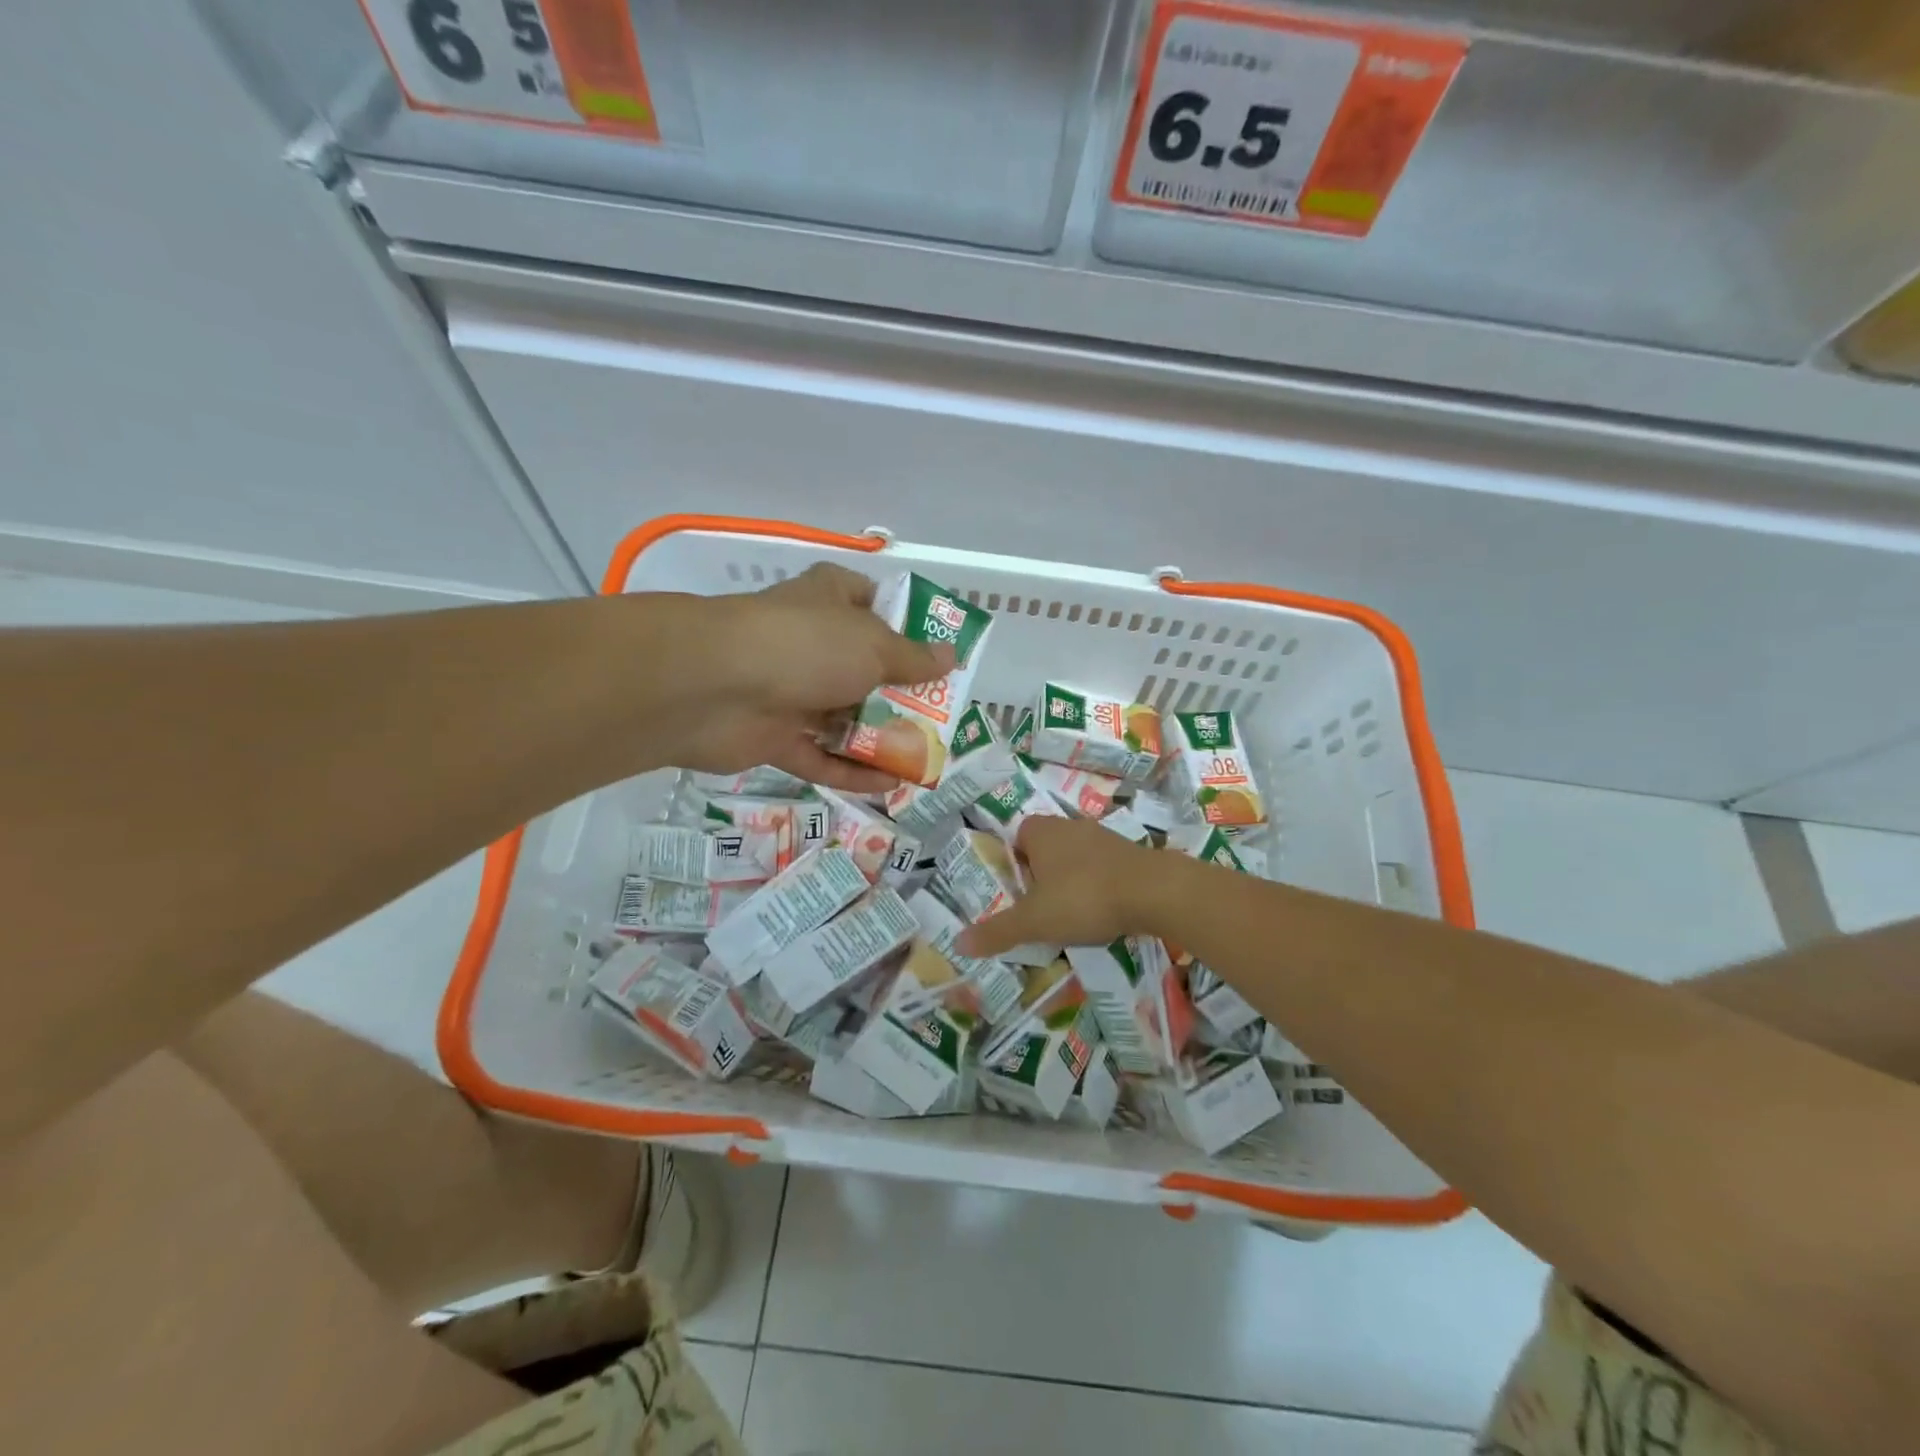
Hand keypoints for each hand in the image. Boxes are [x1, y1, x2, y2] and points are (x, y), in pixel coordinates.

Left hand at [667, 564, 952, 792]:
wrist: (713, 686)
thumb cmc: (806, 646)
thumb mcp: (873, 646)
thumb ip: (913, 658)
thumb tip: (950, 656)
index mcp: (830, 601)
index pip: (874, 603)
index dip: (908, 626)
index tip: (941, 654)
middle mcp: (811, 642)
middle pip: (865, 668)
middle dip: (902, 693)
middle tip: (942, 718)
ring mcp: (790, 690)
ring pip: (844, 716)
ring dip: (880, 738)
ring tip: (925, 758)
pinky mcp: (774, 736)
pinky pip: (821, 756)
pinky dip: (851, 771)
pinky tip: (890, 786)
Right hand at [958, 816, 1169, 955]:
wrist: (1154, 891)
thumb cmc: (1083, 898)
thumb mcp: (1034, 921)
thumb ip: (997, 931)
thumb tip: (958, 944)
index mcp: (1041, 832)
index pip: (1017, 837)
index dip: (1014, 863)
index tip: (1017, 893)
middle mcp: (1070, 826)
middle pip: (1046, 847)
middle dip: (1041, 874)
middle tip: (1040, 908)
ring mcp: (1103, 836)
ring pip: (1076, 857)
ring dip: (1072, 880)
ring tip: (1072, 914)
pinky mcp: (1130, 852)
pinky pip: (1103, 867)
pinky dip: (1099, 885)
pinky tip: (1104, 911)